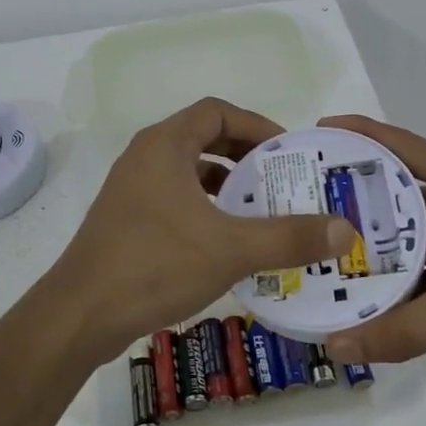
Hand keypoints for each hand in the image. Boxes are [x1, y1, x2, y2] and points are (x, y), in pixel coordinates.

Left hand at [52, 99, 357, 354]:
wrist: (81, 314)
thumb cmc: (155, 265)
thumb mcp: (230, 249)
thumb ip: (289, 237)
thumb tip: (345, 230)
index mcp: (165, 145)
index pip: (217, 112)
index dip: (256, 124)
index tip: (288, 151)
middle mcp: (145, 158)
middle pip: (203, 138)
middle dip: (245, 156)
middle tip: (282, 181)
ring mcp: (131, 190)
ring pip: (188, 172)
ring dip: (225, 185)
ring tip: (260, 211)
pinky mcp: (126, 220)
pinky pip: (174, 199)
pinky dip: (205, 209)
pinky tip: (226, 242)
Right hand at [317, 115, 425, 388]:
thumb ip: (400, 329)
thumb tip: (335, 345)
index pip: (404, 146)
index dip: (359, 133)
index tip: (314, 132)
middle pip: (399, 181)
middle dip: (352, 184)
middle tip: (303, 193)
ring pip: (408, 220)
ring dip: (370, 226)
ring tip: (321, 233)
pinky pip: (420, 250)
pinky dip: (392, 258)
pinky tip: (359, 275)